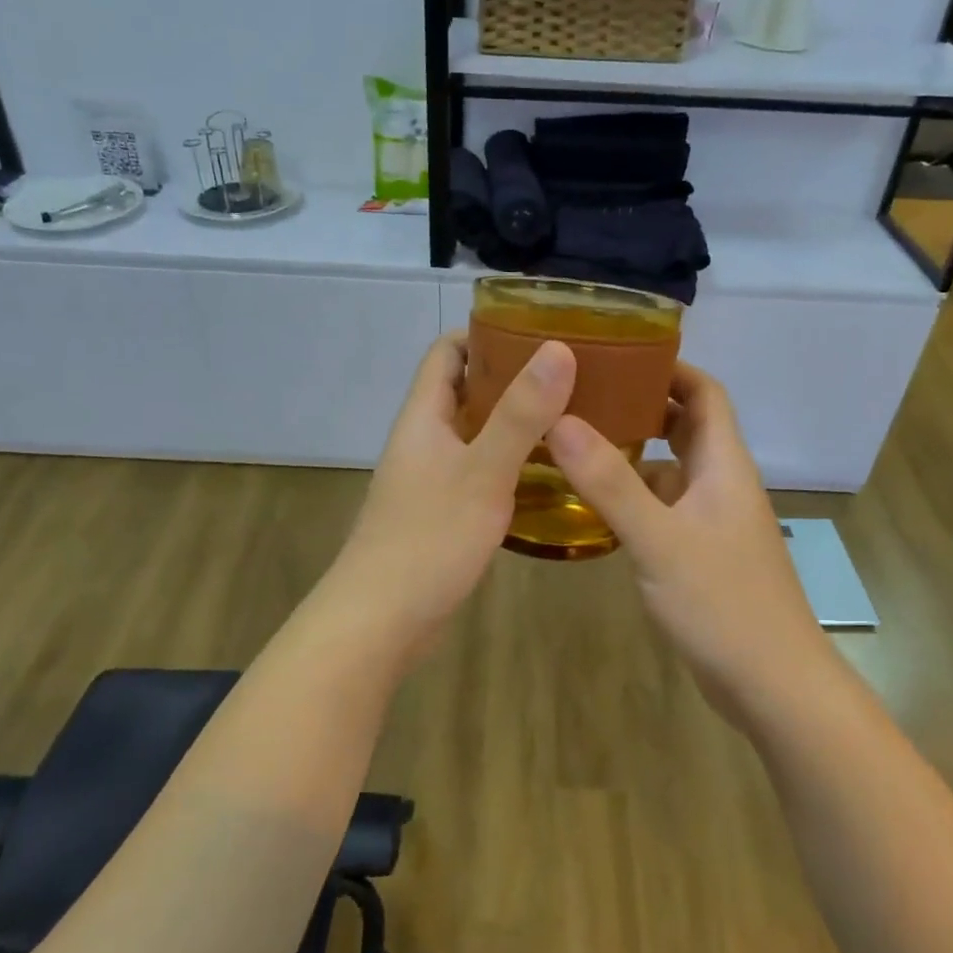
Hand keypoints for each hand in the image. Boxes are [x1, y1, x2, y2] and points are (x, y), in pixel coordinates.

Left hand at [329, 333, 574, 662]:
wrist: (380, 621)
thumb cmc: (428, 539)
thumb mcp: (482, 472)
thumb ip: (520, 413)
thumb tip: (557, 349)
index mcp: (424, 416)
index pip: (447, 352)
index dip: (486, 333)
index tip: (539, 331)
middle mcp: (424, 439)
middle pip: (465, 390)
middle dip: (512, 377)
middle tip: (570, 374)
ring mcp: (430, 478)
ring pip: (475, 433)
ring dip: (514, 422)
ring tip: (571, 417)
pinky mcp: (441, 513)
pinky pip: (478, 470)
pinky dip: (509, 462)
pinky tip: (548, 475)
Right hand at [546, 363, 824, 720]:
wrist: (773, 685)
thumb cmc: (723, 603)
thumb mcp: (659, 539)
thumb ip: (610, 483)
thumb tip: (561, 420)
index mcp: (723, 465)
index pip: (705, 392)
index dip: (670, 367)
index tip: (620, 353)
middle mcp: (720, 483)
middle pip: (687, 424)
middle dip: (642, 402)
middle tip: (585, 392)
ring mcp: (712, 521)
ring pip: (672, 467)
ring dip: (634, 449)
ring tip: (577, 439)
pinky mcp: (700, 553)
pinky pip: (664, 505)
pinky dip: (634, 493)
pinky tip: (595, 502)